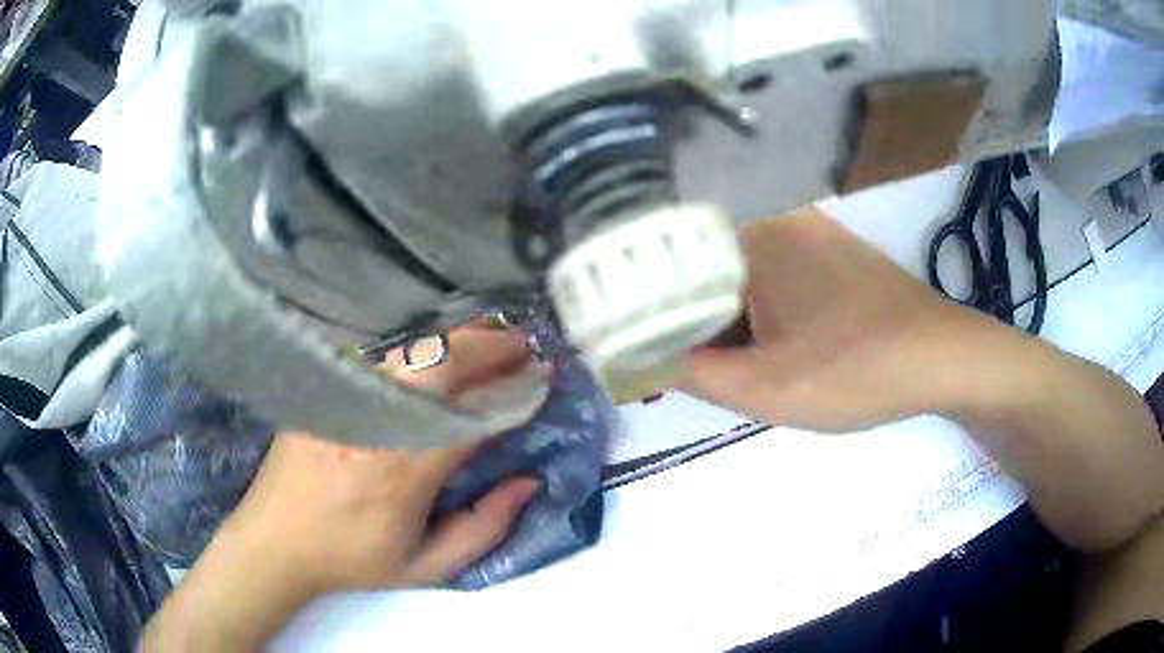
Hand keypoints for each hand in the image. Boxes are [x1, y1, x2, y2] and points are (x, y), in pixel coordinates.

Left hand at [229, 328, 542, 595]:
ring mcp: (346, 397)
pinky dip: (420, 342)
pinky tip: (440, 343)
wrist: (275, 541)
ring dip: (460, 337)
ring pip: (413, 348)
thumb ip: (484, 528)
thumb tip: (527, 481)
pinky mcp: (326, 387)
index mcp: (406, 469)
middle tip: (526, 346)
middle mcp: (378, 421)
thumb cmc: (352, 558)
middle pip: (445, 363)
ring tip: (493, 335)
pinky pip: (381, 351)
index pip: (475, 414)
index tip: (544, 378)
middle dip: (494, 347)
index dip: (515, 391)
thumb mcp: (427, 566)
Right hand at [683, 207, 1009, 430]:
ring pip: (751, 275)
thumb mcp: (766, 389)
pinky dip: (776, 309)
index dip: (668, 322)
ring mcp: (816, 230)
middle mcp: (781, 219)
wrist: (943, 359)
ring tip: (766, 361)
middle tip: (726, 372)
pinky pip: (785, 274)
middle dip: (711, 324)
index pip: (679, 274)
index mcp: (755, 238)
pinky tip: (800, 342)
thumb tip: (647, 360)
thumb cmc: (856, 371)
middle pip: (715, 272)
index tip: (677, 363)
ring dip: (744, 319)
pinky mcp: (840, 248)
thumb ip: (694, 374)